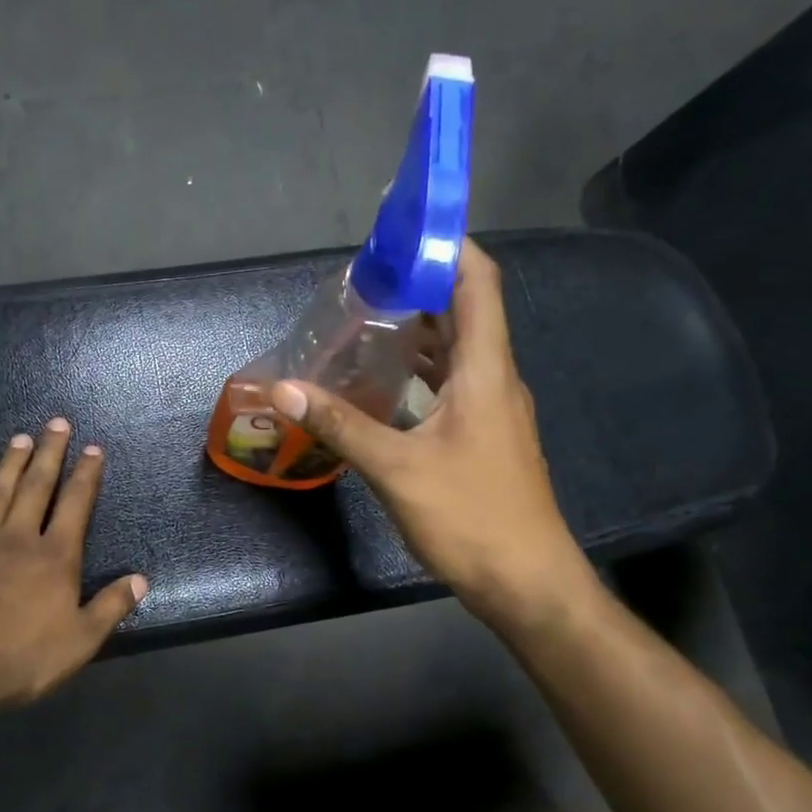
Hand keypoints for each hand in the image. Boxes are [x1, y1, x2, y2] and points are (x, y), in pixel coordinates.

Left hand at [0, 419, 146, 709]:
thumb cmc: (21, 659)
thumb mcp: (80, 641)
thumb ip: (110, 607)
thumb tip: (140, 579)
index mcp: (55, 557)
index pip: (76, 504)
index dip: (86, 474)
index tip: (93, 448)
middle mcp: (17, 539)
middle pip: (36, 487)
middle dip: (49, 453)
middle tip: (56, 423)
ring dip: (9, 465)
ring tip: (19, 438)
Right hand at [272, 238, 593, 625]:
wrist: (527, 583)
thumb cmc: (472, 518)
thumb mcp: (397, 469)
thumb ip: (340, 424)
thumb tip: (284, 387)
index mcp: (485, 371)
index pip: (477, 282)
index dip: (447, 245)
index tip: (401, 228)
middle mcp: (494, 379)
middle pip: (464, 310)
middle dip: (418, 285)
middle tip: (363, 279)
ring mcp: (491, 410)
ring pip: (455, 350)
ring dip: (416, 330)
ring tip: (365, 319)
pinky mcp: (481, 436)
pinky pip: (450, 384)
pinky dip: (418, 370)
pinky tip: (382, 381)